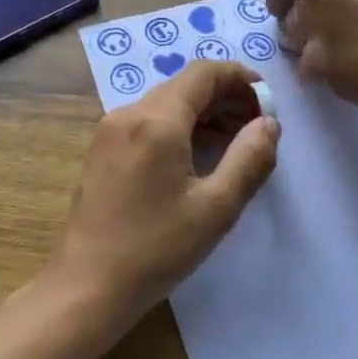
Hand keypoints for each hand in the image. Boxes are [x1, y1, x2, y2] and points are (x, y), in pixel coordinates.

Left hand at [46, 60, 279, 333]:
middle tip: (258, 126)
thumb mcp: (216, 208)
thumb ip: (250, 158)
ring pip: (166, 103)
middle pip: (184, 85)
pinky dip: (179, 127)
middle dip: (225, 97)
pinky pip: (148, 122)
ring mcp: (110, 131)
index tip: (267, 101)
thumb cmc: (156, 249)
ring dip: (203, 113)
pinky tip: (198, 154)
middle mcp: (129, 114)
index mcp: (156, 120)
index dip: (240, 78)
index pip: (203, 73)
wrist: (88, 286)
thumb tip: (269, 123)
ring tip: (236, 142)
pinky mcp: (103, 150)